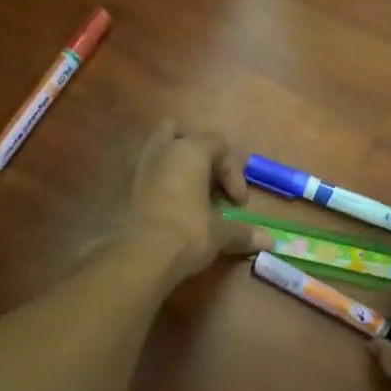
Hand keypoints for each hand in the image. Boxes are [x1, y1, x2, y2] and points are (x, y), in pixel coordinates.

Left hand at [117, 121, 271, 284]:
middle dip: (197, 153)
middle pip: (181, 134)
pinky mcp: (121, 187)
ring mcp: (136, 166)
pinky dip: (157, 184)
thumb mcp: (219, 233)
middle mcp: (161, 149)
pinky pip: (143, 174)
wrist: (137, 257)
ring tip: (187, 194)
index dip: (233, 172)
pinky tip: (166, 208)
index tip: (237, 203)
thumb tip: (269, 241)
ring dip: (174, 166)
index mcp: (189, 151)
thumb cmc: (186, 233)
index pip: (218, 144)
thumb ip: (243, 232)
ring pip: (157, 150)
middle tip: (208, 182)